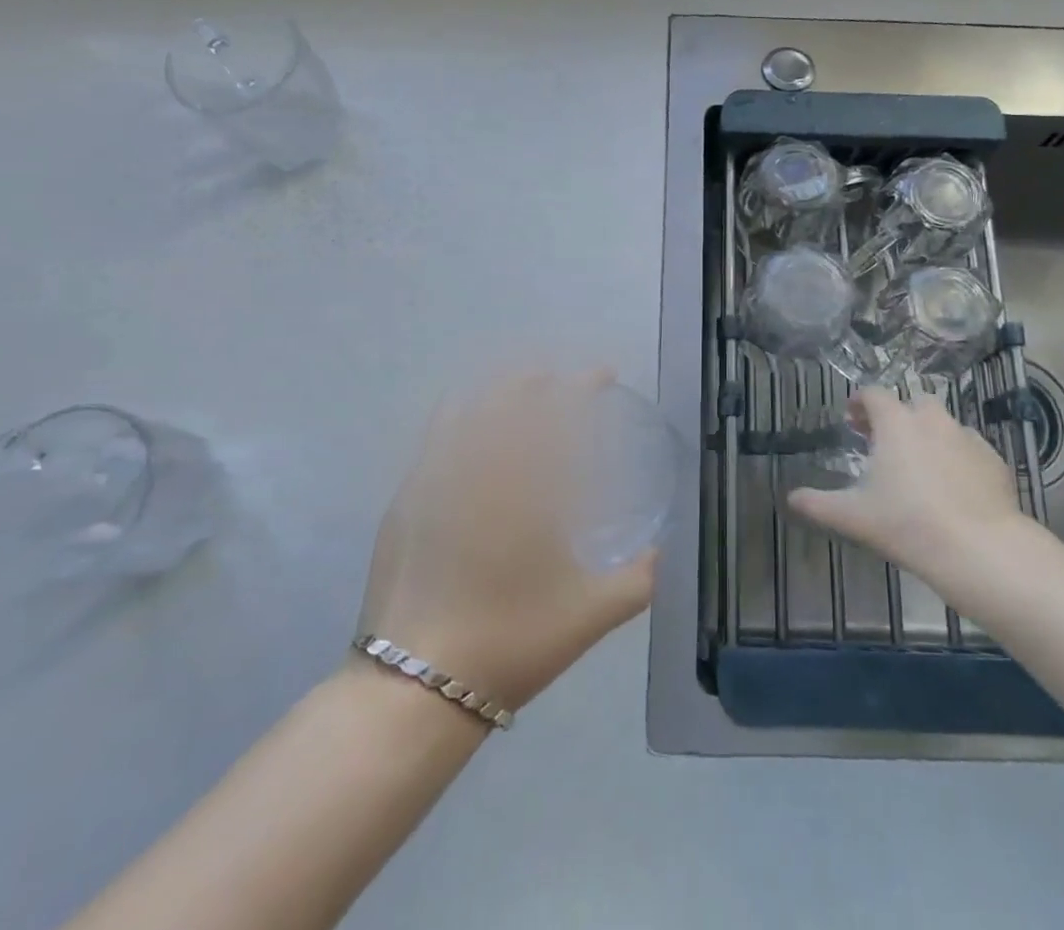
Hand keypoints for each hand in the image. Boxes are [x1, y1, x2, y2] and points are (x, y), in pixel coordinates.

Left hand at [356, 371, 654, 711]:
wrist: (414, 687)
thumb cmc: (511, 642)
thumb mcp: (590, 615)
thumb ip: (637, 581)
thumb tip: (659, 555)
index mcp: (526, 487)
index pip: (558, 412)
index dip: (583, 385)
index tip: (603, 375)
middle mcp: (477, 468)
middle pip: (507, 397)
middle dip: (537, 379)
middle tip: (558, 381)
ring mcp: (433, 480)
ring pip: (466, 409)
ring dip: (496, 393)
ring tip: (516, 396)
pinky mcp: (405, 500)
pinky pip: (435, 438)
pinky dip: (458, 419)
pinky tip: (468, 431)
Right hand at [788, 387, 1027, 578]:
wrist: (979, 548)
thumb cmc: (907, 523)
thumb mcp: (853, 516)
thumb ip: (818, 503)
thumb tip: (790, 498)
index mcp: (896, 422)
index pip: (874, 394)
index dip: (860, 402)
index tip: (853, 419)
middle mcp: (932, 419)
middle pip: (912, 403)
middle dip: (898, 416)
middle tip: (885, 443)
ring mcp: (967, 437)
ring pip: (943, 425)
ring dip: (928, 436)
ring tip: (920, 466)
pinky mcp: (993, 460)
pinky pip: (969, 448)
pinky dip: (957, 458)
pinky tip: (953, 487)